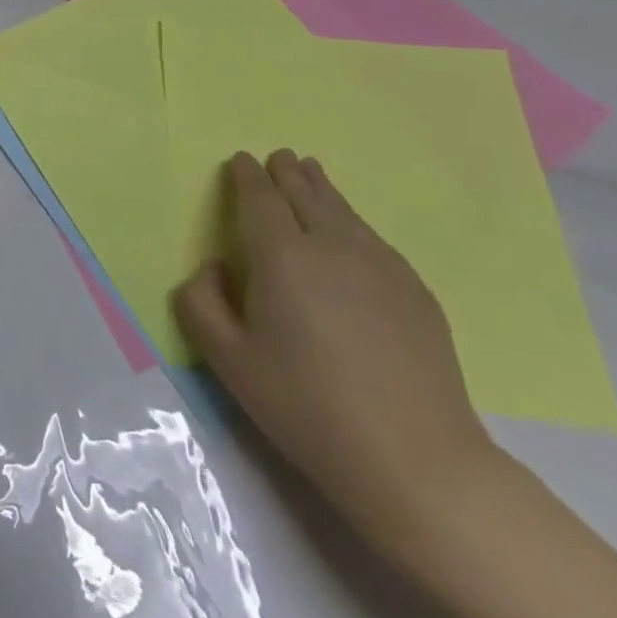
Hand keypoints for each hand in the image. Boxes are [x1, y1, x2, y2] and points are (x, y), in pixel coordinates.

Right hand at [174, 151, 499, 542]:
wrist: (416, 460)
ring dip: (321, 187)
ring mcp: (381, 265)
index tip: (239, 161)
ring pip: (343, 210)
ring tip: (310, 172)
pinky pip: (373, 237)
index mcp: (281, 256)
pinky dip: (351, 220)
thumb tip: (215, 267)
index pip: (260, 197)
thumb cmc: (307, 406)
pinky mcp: (415, 291)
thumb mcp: (227, 360)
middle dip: (286, 172)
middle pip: (305, 193)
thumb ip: (200, 302)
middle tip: (278, 157)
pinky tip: (351, 230)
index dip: (246, 176)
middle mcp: (331, 246)